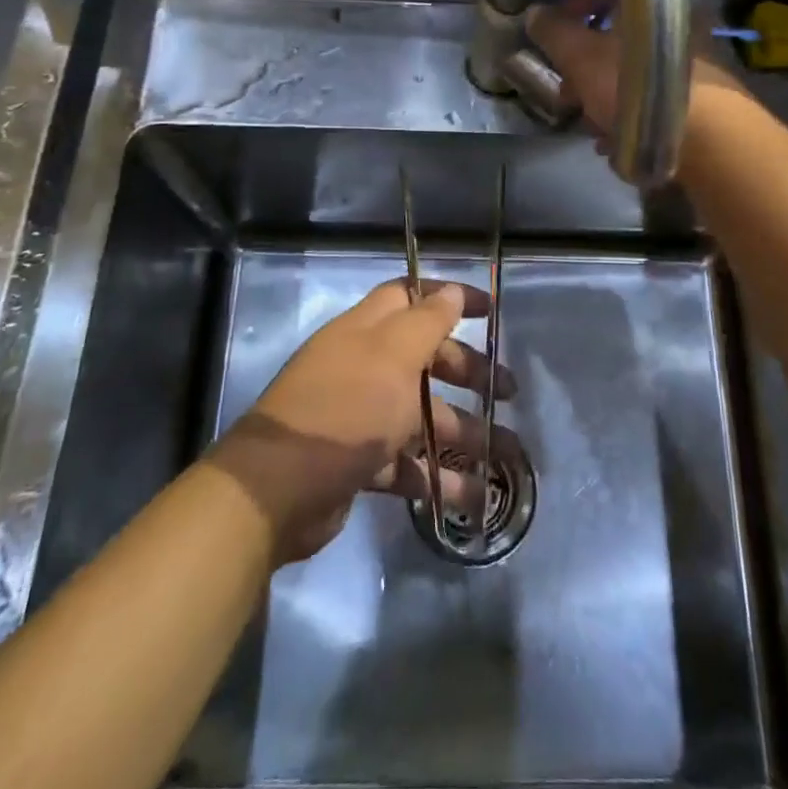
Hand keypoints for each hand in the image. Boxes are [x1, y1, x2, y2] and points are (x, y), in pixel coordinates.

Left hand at [207, 279, 517, 563]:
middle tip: (508, 391)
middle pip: (423, 359)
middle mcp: (363, 366)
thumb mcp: (393, 356)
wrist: (279, 488)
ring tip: (506, 454)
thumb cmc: (346, 408)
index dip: (450, 297)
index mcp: (367, 331)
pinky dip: (435, 476)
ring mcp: (358, 415)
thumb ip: (426, 322)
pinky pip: (404, 462)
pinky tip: (468, 496)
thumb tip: (451, 292)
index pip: (412, 297)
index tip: (491, 309)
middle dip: (467, 371)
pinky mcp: (356, 461)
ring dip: (462, 432)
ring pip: (419, 414)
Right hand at [524, 0, 753, 162]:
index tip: (556, 35)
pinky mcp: (701, 105)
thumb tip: (535, 13)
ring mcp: (693, 68)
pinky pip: (653, 105)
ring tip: (589, 126)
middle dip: (586, 68)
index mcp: (653, 7)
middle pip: (620, 40)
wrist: (704, 140)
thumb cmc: (635, 86)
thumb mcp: (581, 56)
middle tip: (568, 92)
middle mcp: (679, 29)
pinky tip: (614, 143)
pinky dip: (629, 120)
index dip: (576, 8)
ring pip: (635, 77)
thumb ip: (555, 33)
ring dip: (605, 99)